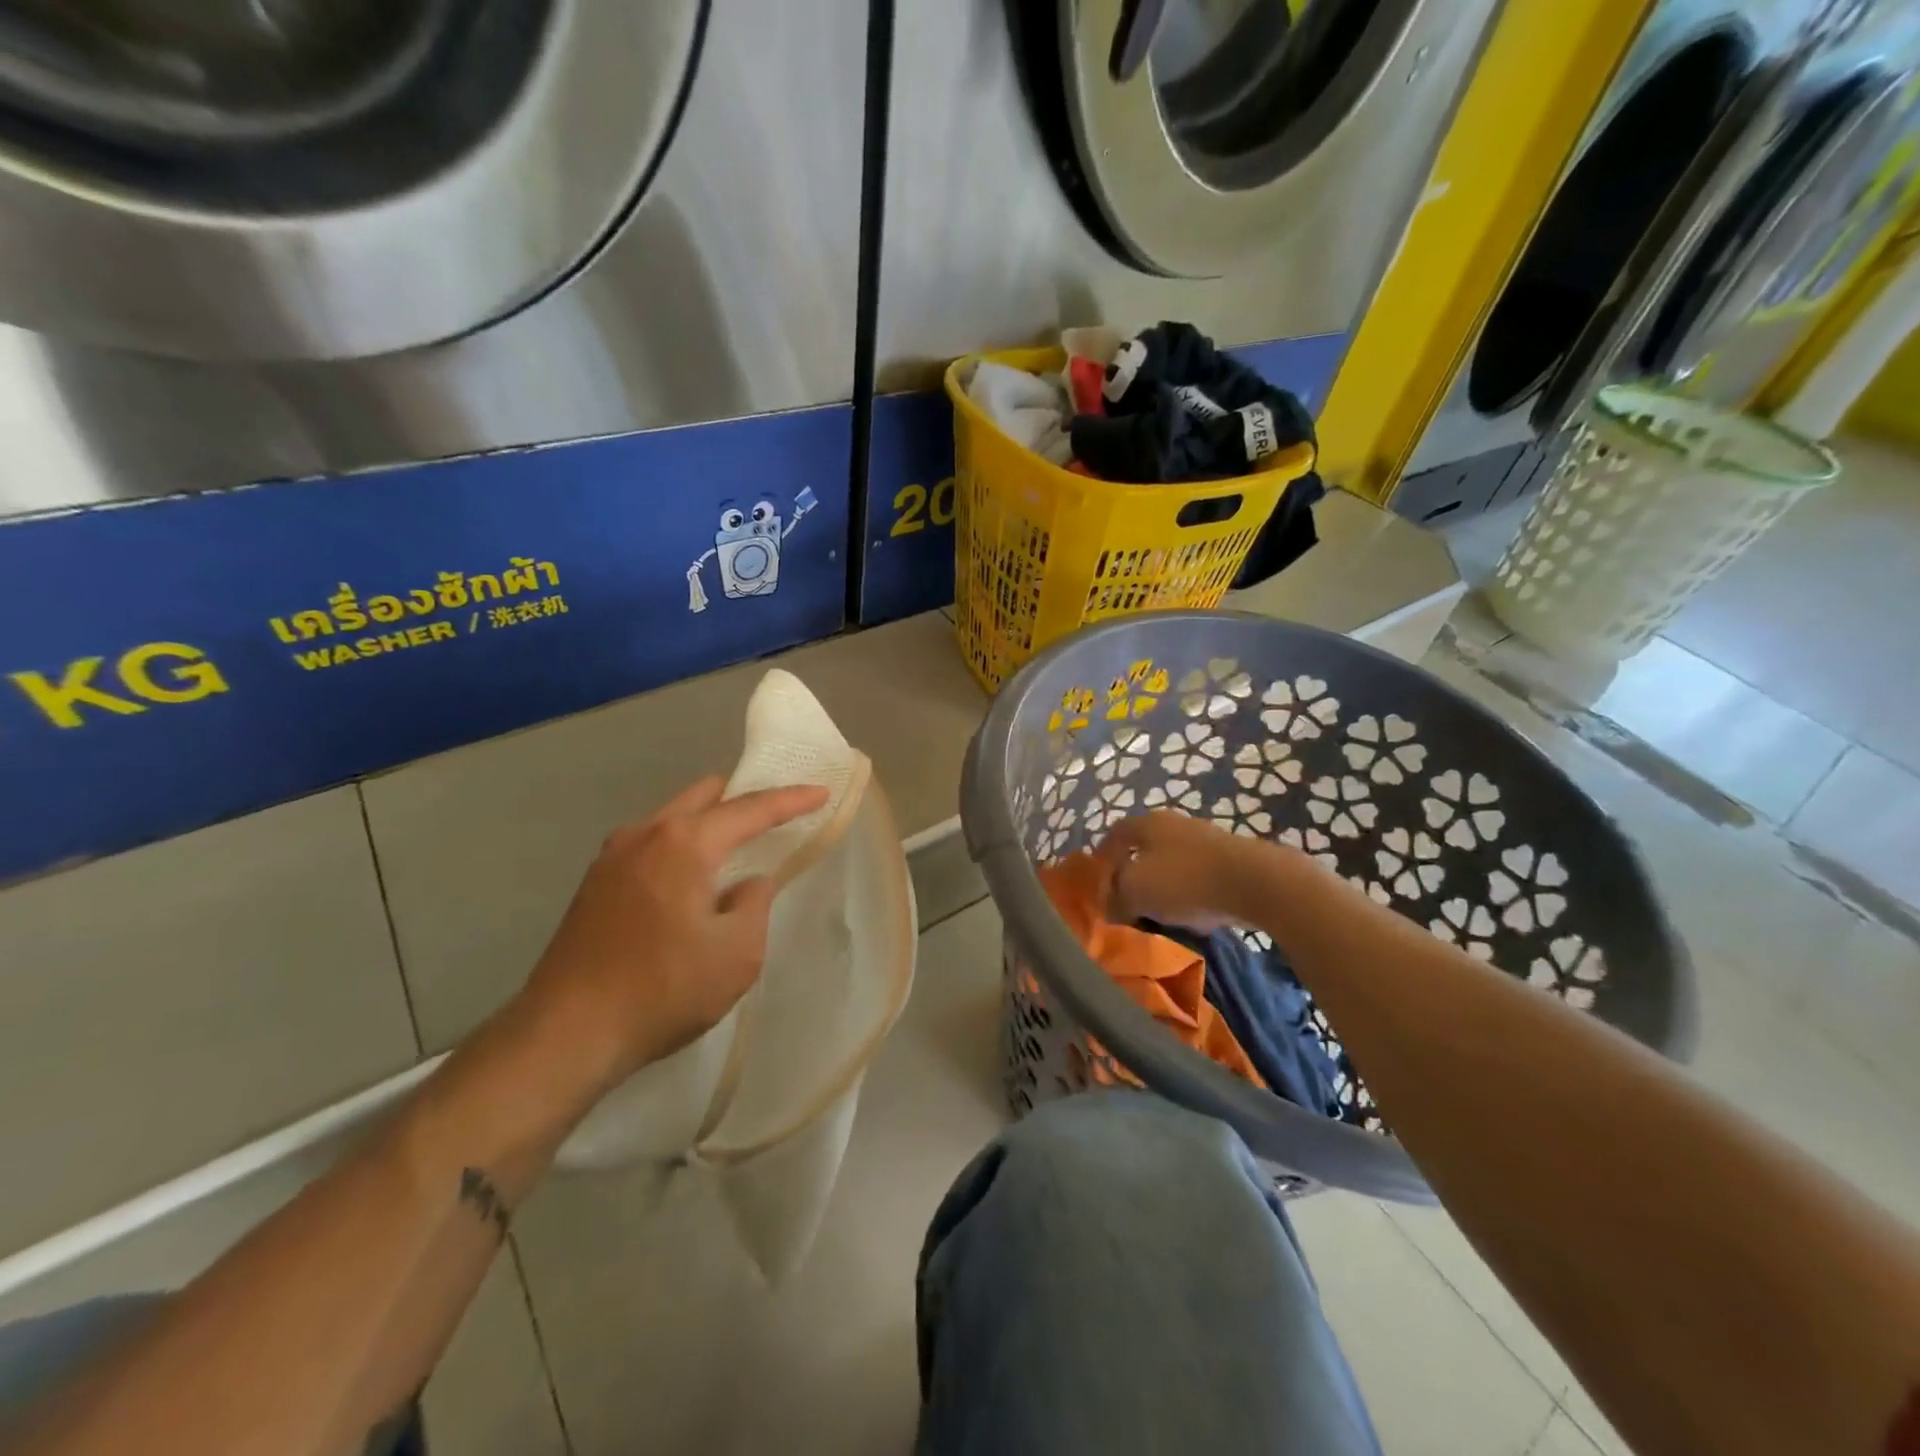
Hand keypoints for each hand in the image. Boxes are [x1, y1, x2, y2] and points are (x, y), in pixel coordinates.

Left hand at [519, 775, 829, 1088]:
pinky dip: (681, 845)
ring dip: (709, 824)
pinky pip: (651, 843)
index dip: (791, 800)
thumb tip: (749, 882)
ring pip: (674, 817)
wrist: (565, 1034)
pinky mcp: (595, 881)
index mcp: (684, 843)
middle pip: (705, 796)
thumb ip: (754, 903)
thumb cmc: (663, 991)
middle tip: (775, 818)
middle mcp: (645, 834)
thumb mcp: (737, 953)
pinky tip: (691, 880)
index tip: (821, 793)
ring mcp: (613, 855)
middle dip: (744, 800)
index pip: (750, 809)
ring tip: (735, 852)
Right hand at [1097, 812, 1268, 929]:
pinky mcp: (1230, 860)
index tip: (1097, 880)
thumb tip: (1109, 904)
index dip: (1102, 856)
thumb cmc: (1184, 880)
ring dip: (1162, 885)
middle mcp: (1175, 824)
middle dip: (1133, 873)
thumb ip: (1115, 896)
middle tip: (1125, 899)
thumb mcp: (1135, 891)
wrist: (1255, 883)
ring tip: (1157, 913)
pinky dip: (1189, 894)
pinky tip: (1192, 916)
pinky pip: (1198, 877)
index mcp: (1147, 824)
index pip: (1114, 834)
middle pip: (1144, 847)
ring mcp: (1205, 839)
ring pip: (1172, 863)